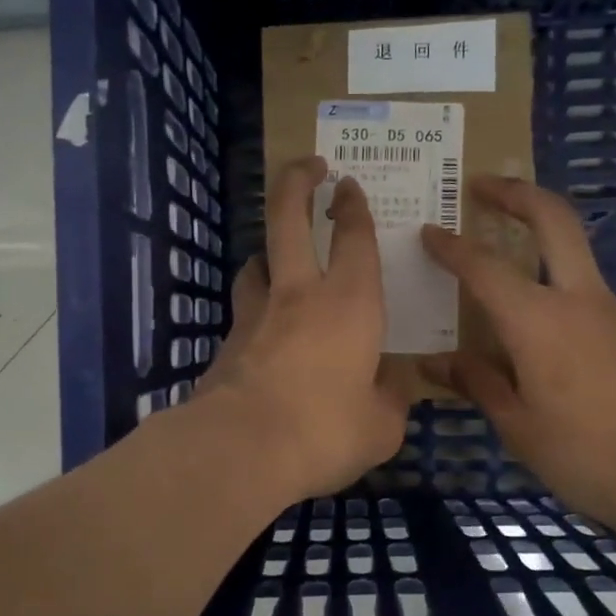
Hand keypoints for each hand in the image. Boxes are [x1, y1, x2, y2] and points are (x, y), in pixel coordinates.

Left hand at [198, 156, 408, 498]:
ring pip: (256, 262)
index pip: (355, 239)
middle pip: (288, 219)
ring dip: (268, 251)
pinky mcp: (225, 344)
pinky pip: (243, 312)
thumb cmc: (325, 431)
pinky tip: (263, 334)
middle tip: (307, 166)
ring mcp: (254, 316)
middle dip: (296, 183)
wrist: (240, 450)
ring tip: (277, 259)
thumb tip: (390, 385)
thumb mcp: (380, 427)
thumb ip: (390, 399)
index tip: (348, 184)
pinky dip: (254, 310)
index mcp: (349, 304)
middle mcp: (298, 295)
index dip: (354, 207)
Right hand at [418, 175, 615, 529]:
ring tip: (498, 254)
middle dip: (516, 192)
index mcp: (538, 321)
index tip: (428, 230)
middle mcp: (579, 300)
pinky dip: (554, 282)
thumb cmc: (586, 455)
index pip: (484, 267)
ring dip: (538, 235)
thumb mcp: (518, 426)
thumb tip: (435, 363)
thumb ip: (478, 383)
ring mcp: (613, 311)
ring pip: (574, 253)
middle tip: (481, 184)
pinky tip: (534, 322)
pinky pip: (584, 291)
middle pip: (554, 219)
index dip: (451, 246)